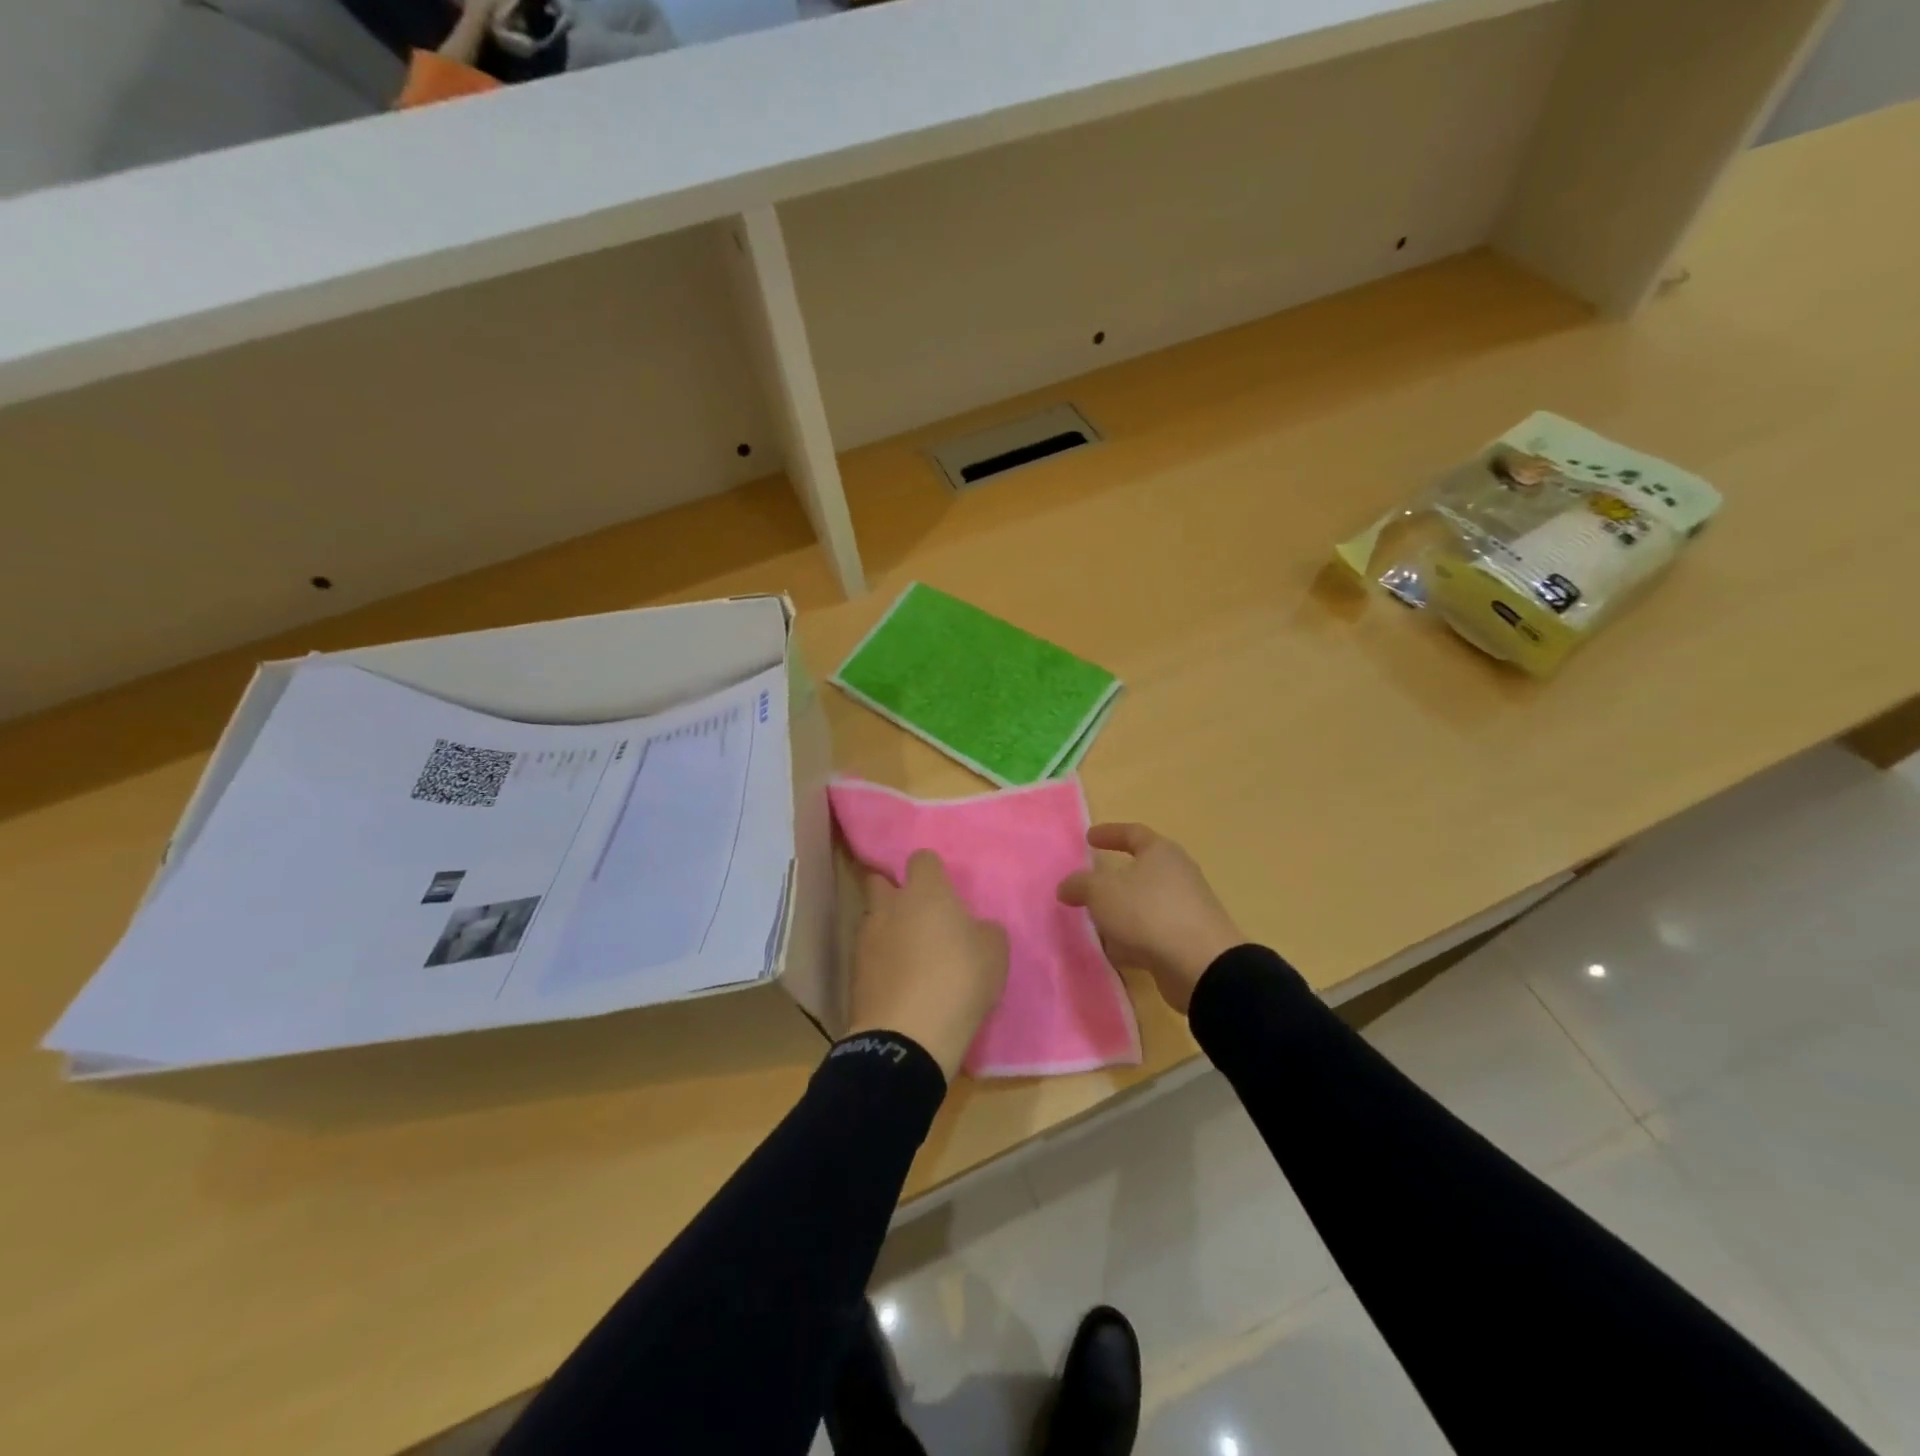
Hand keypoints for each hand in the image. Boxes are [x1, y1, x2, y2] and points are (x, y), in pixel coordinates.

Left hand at [848, 850, 1008, 1080]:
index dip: (933, 871)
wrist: (907, 1036)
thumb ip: (984, 930)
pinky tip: (898, 982)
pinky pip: (868, 955)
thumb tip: (974, 928)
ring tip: (909, 956)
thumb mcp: (995, 952)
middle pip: (880, 882)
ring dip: (887, 929)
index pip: (922, 859)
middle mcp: (890, 906)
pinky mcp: (853, 972)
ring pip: (873, 919)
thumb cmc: (959, 980)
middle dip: (895, 893)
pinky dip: (880, 962)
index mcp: (926, 892)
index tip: (944, 891)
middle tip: (918, 917)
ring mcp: (866, 938)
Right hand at [1057, 823, 1241, 1013]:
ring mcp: (1185, 909)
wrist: (1201, 966)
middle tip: (1088, 887)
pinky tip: (1116, 953)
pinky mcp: (1187, 940)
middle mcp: (1178, 875)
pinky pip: (1152, 933)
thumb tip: (1067, 887)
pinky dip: (1133, 939)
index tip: (1089, 838)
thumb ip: (1080, 885)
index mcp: (1161, 853)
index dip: (1110, 833)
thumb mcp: (1102, 892)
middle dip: (1112, 881)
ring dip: (1120, 914)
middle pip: (1140, 871)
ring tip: (1095, 925)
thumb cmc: (1148, 913)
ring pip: (1144, 905)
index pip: (1133, 833)